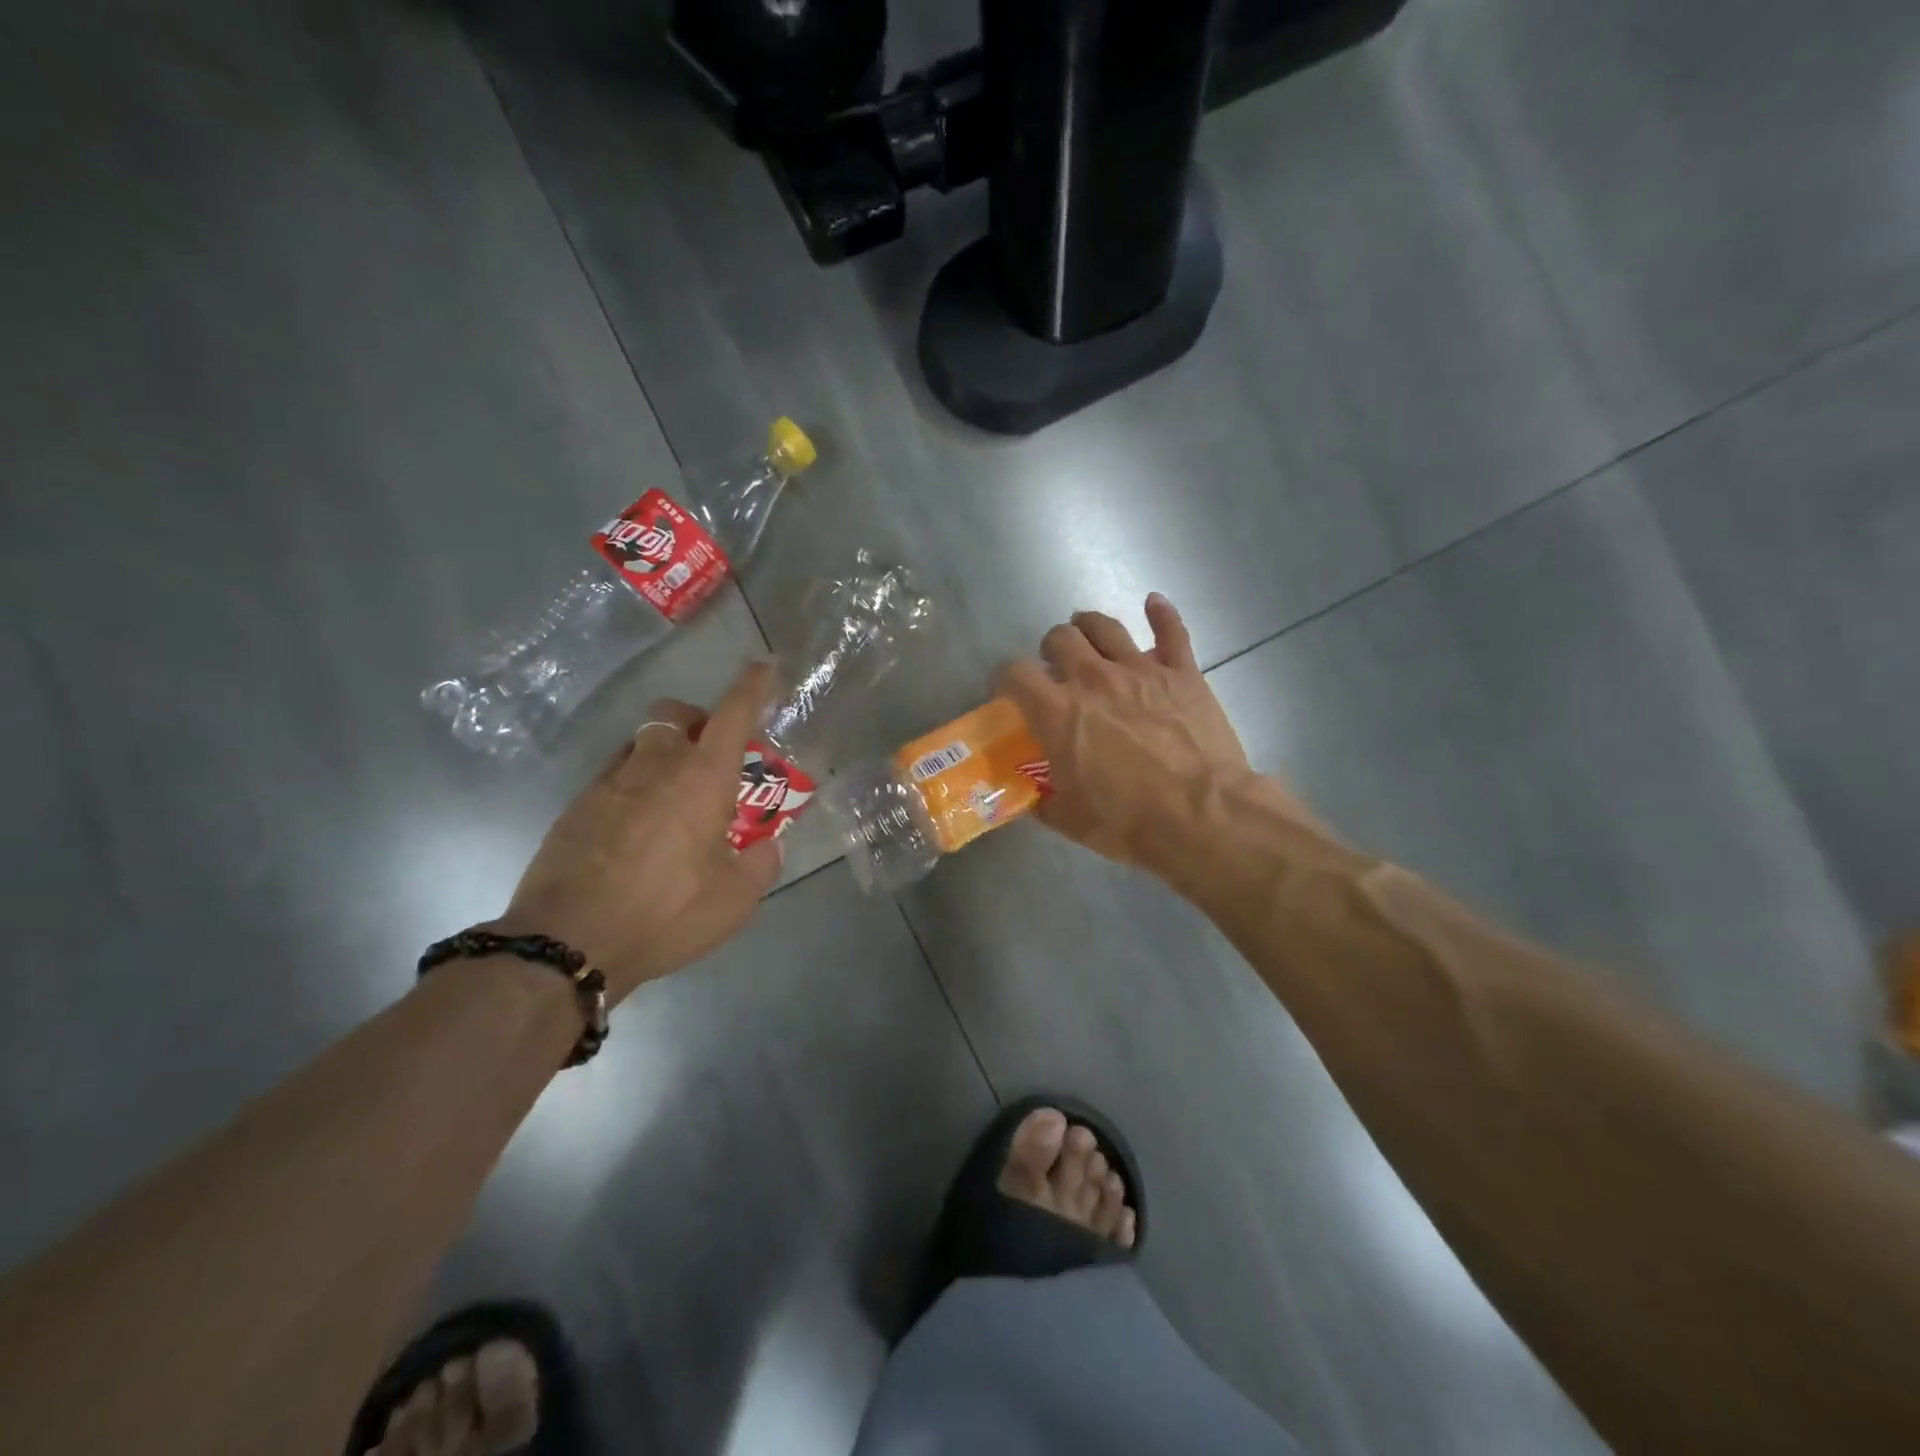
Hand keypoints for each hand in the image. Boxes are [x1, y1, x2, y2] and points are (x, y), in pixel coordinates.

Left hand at [493, 662, 781, 1002]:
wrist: (565, 941)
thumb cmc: (664, 912)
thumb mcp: (734, 900)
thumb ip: (760, 865)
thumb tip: (766, 847)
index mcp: (702, 779)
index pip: (733, 714)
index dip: (752, 687)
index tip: (763, 667)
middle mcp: (655, 766)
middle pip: (674, 715)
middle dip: (697, 720)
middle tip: (711, 756)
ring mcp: (609, 783)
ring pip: (641, 744)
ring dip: (664, 755)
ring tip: (674, 801)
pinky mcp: (576, 807)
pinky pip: (614, 778)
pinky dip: (635, 787)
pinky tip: (638, 831)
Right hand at [997, 594, 1305, 873]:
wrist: (1202, 815)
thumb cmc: (1128, 821)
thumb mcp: (1070, 820)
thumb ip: (1043, 801)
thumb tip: (1033, 797)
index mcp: (1058, 711)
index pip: (1014, 673)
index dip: (1005, 679)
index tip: (1010, 693)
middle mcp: (1093, 678)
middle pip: (1059, 638)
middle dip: (1051, 650)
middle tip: (1057, 670)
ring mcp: (1140, 669)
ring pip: (1105, 625)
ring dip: (1089, 626)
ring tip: (1088, 636)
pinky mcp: (1182, 671)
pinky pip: (1171, 629)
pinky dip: (1161, 613)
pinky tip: (1153, 603)